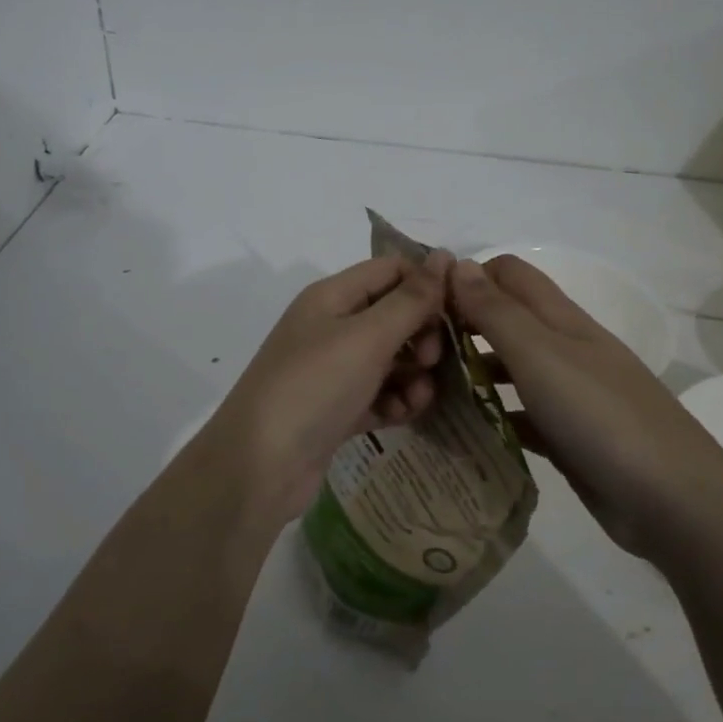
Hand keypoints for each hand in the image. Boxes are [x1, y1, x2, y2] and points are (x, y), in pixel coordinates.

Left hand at [195, 251, 451, 520]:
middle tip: (430, 360)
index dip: (427, 283)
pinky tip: (403, 415)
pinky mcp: (336, 409)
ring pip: (390, 359)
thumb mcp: (367, 336)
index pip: (390, 270)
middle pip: (393, 315)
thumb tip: (444, 255)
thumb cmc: (315, 386)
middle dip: (422, 334)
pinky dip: (395, 401)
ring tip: (419, 396)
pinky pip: (379, 395)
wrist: (260, 465)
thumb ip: (411, 298)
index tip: (462, 308)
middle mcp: (331, 327)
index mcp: (332, 297)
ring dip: (413, 374)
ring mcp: (332, 371)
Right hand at [449, 255, 722, 558]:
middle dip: (464, 326)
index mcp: (561, 319)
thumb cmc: (600, 415)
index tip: (425, 304)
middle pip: (507, 320)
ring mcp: (570, 394)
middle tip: (418, 353)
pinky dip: (494, 417)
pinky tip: (464, 432)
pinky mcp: (569, 436)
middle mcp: (565, 348)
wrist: (673, 501)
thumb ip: (496, 311)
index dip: (469, 278)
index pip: (509, 274)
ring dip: (474, 373)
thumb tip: (457, 264)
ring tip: (428, 391)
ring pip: (511, 369)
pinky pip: (521, 416)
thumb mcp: (540, 354)